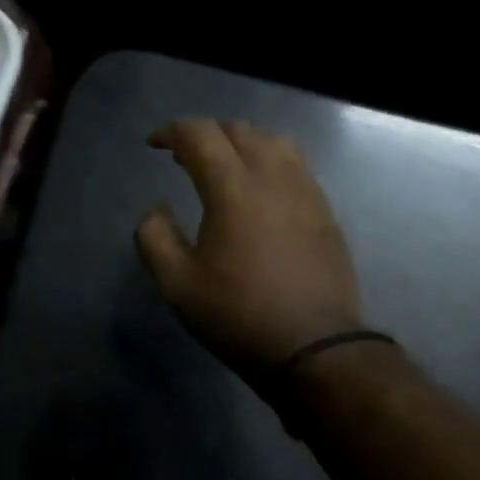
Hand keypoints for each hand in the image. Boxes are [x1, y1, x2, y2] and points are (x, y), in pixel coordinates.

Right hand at [136, 119, 363, 373]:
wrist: (315, 349)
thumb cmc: (238, 315)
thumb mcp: (177, 284)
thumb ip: (154, 237)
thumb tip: (157, 210)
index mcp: (233, 189)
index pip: (201, 134)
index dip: (172, 131)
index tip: (154, 145)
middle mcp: (274, 178)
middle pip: (239, 130)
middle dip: (206, 134)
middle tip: (184, 158)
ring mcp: (306, 192)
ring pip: (274, 141)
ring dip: (242, 142)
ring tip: (225, 167)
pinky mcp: (325, 212)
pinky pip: (296, 165)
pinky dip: (270, 161)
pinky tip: (260, 192)